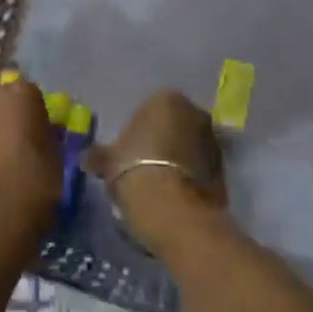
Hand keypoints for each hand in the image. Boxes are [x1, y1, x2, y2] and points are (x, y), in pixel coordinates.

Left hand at [0, 76, 61, 232]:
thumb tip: (41, 137)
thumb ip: (47, 139)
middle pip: (0, 101)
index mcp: (20, 95)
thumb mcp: (55, 161)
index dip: (36, 112)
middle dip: (7, 117)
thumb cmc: (32, 185)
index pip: (31, 92)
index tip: (41, 133)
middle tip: (18, 144)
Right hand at [87, 89, 226, 252]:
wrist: (174, 213)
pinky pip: (201, 168)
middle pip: (175, 124)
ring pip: (190, 146)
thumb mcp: (108, 162)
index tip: (129, 151)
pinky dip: (190, 177)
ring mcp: (213, 141)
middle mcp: (194, 112)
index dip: (139, 130)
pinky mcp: (224, 171)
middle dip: (164, 140)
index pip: (151, 108)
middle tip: (144, 164)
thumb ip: (99, 155)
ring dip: (179, 159)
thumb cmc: (136, 171)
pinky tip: (175, 196)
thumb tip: (88, 157)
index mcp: (166, 99)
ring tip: (160, 183)